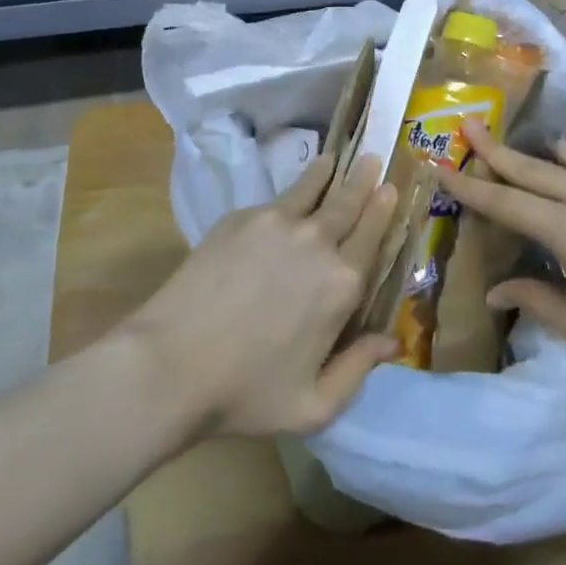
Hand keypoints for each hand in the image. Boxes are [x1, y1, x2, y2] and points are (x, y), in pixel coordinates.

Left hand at [124, 153, 398, 438]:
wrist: (172, 364)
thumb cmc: (247, 392)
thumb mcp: (313, 406)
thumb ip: (358, 370)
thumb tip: (394, 342)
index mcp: (341, 284)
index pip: (372, 235)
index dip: (383, 209)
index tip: (391, 188)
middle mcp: (317, 242)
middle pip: (348, 201)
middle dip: (364, 178)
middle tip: (373, 158)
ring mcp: (277, 222)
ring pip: (313, 187)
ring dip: (330, 171)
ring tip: (337, 158)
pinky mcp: (242, 218)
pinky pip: (277, 199)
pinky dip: (293, 190)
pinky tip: (291, 192)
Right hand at [439, 117, 565, 390]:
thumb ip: (533, 297)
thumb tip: (494, 290)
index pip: (506, 202)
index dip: (469, 187)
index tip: (441, 167)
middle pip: (530, 167)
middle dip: (493, 148)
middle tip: (467, 125)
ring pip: (563, 160)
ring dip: (532, 153)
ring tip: (508, 143)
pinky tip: (563, 159)